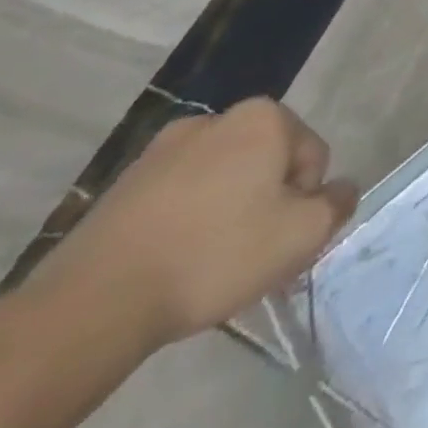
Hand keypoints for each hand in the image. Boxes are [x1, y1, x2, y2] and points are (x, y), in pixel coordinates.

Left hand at [29, 99, 358, 349]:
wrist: (87, 309)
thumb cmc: (214, 256)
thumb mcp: (303, 234)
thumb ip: (338, 203)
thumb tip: (340, 191)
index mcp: (263, 118)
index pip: (312, 155)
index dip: (306, 200)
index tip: (280, 239)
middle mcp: (214, 120)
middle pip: (265, 164)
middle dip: (266, 203)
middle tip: (251, 253)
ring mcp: (158, 152)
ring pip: (219, 181)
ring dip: (225, 213)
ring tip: (207, 265)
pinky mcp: (117, 190)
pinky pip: (175, 200)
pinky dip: (183, 225)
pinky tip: (170, 266)